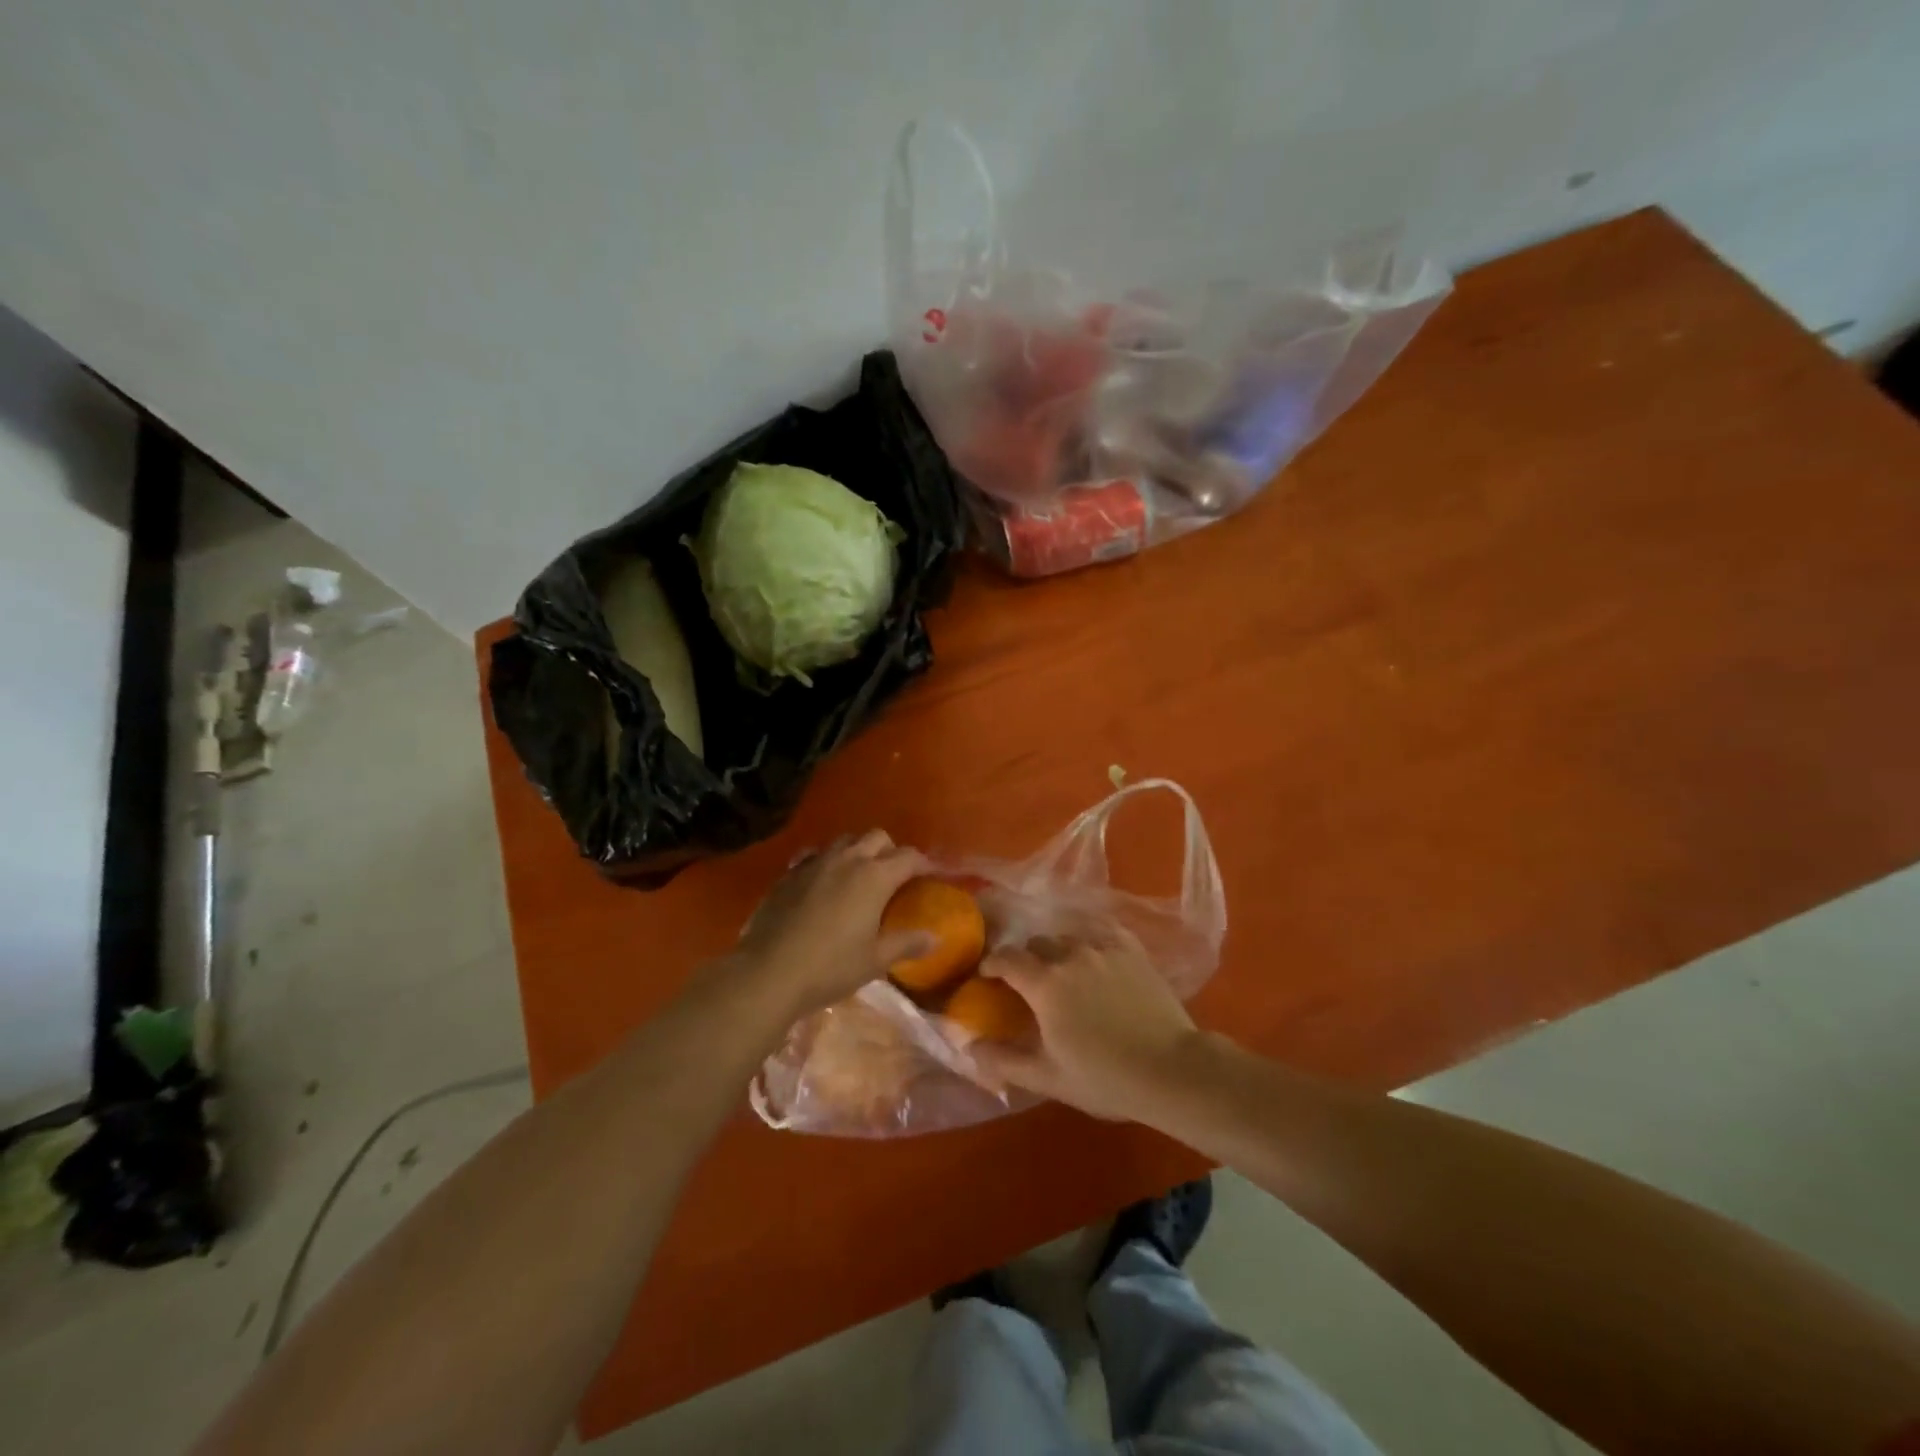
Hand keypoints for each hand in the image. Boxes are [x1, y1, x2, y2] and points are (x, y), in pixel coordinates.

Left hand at [725, 831, 931, 1019]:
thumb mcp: (875, 961)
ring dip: (858, 850)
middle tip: (895, 875)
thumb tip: (935, 937)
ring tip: (860, 875)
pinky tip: (823, 882)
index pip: (908, 857)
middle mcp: (847, 860)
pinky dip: (827, 862)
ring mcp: (814, 863)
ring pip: (844, 840)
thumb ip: (906, 944)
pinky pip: (814, 855)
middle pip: (876, 837)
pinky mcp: (788, 874)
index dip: (924, 862)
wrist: (768, 972)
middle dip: (891, 850)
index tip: (932, 873)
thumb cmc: (830, 967)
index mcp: (874, 877)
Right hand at [968, 934, 1204, 1122]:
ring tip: (1062, 969)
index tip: (987, 975)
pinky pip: (1100, 930)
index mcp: (1044, 983)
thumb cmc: (1105, 1078)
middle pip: (1036, 944)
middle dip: (1025, 958)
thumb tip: (969, 1045)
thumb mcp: (1048, 1077)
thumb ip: (1004, 1060)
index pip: (1006, 959)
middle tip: (1028, 981)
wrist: (1170, 1069)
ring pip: (1067, 936)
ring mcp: (1103, 947)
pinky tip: (1091, 950)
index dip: (992, 964)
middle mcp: (1069, 954)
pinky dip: (1088, 937)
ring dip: (1056, 949)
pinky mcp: (1131, 949)